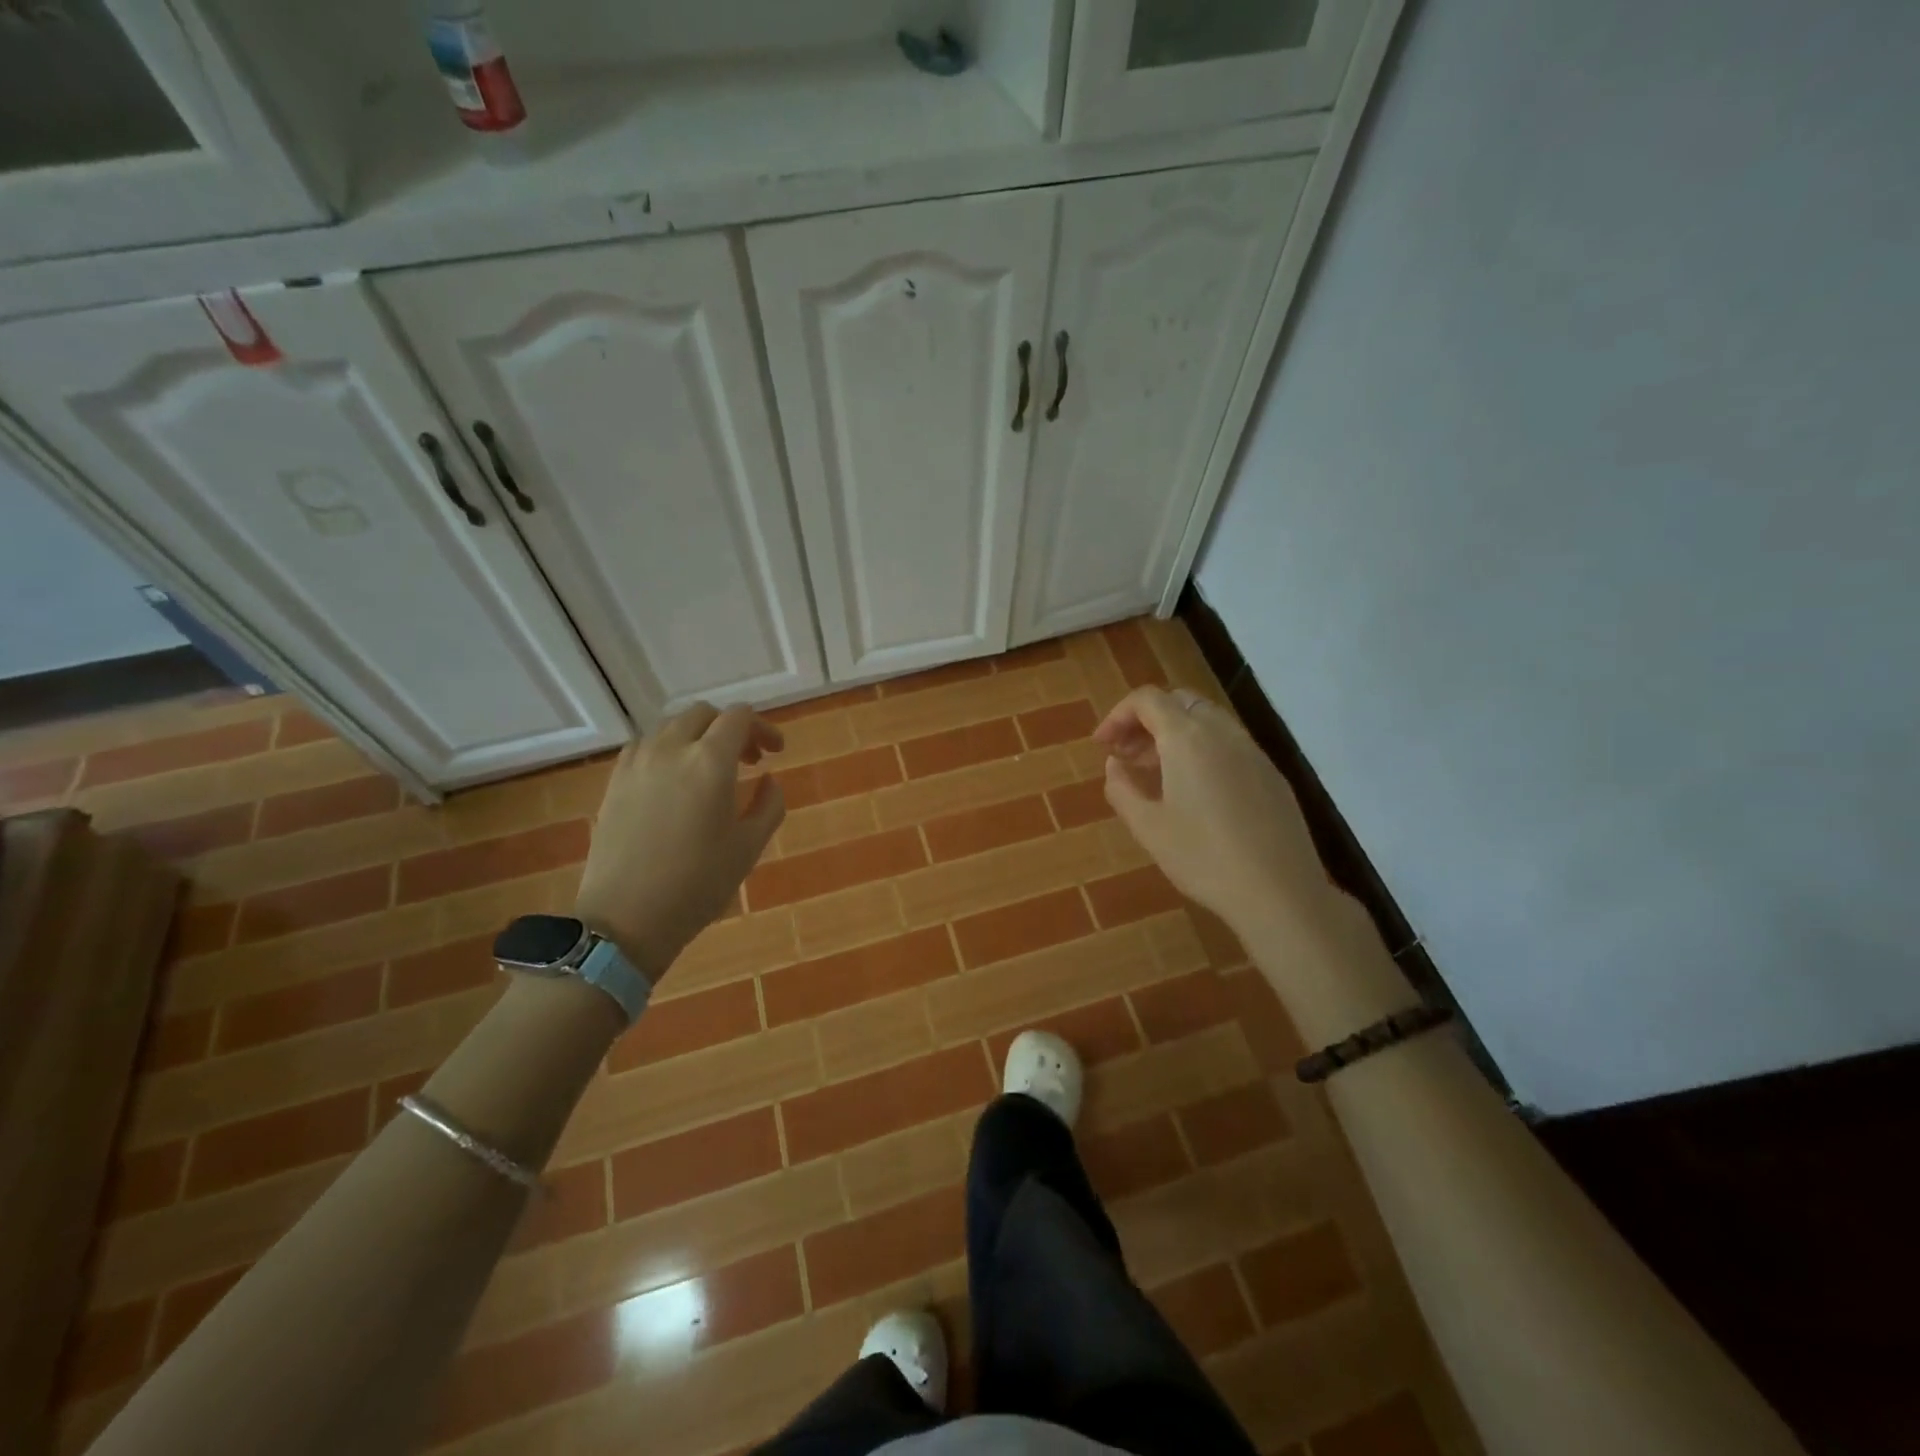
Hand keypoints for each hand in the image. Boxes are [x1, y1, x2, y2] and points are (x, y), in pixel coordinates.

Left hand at [574, 703, 784, 981]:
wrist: (625, 919)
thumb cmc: (697, 885)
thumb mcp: (748, 847)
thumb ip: (769, 805)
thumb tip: (769, 780)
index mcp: (710, 762)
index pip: (739, 717)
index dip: (763, 727)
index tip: (776, 753)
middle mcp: (671, 749)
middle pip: (703, 714)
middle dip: (731, 728)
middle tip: (748, 761)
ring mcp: (636, 763)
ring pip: (672, 727)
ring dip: (698, 737)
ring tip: (711, 771)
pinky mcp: (614, 782)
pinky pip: (645, 747)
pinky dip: (668, 750)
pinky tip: (674, 782)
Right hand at [1095, 685, 1332, 938]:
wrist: (1280, 892)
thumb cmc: (1203, 858)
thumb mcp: (1148, 827)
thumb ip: (1122, 788)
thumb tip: (1114, 764)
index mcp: (1187, 739)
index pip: (1147, 700)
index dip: (1117, 715)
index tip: (1102, 745)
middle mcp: (1222, 732)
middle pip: (1179, 702)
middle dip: (1147, 721)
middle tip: (1126, 756)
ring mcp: (1253, 751)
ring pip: (1207, 720)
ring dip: (1175, 734)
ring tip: (1156, 773)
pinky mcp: (1272, 774)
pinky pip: (1229, 744)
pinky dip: (1202, 750)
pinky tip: (1195, 791)